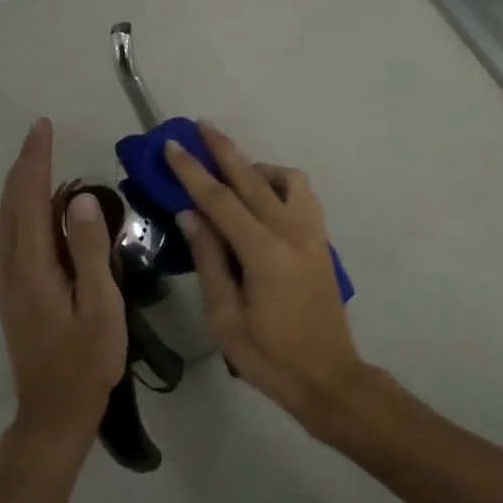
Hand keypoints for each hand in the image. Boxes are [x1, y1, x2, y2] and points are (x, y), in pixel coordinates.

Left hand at [0, 119, 125, 461]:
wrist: (53, 413)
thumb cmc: (86, 362)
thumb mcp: (100, 306)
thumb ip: (91, 251)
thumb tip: (82, 199)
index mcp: (34, 267)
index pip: (33, 199)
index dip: (38, 161)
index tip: (44, 127)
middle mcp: (13, 267)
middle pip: (13, 204)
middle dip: (25, 165)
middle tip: (41, 133)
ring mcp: (9, 282)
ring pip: (6, 219)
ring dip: (18, 185)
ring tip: (36, 160)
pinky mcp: (13, 293)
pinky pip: (9, 236)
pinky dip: (17, 209)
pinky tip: (32, 209)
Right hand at [163, 123, 371, 434]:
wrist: (329, 377)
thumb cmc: (270, 356)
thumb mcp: (226, 316)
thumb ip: (210, 259)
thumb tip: (191, 214)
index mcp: (264, 251)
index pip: (220, 199)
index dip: (193, 171)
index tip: (173, 145)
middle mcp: (291, 230)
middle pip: (252, 177)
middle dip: (223, 149)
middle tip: (199, 126)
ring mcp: (312, 232)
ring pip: (286, 179)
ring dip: (257, 167)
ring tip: (232, 174)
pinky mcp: (321, 240)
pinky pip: (302, 195)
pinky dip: (280, 183)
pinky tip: (263, 198)